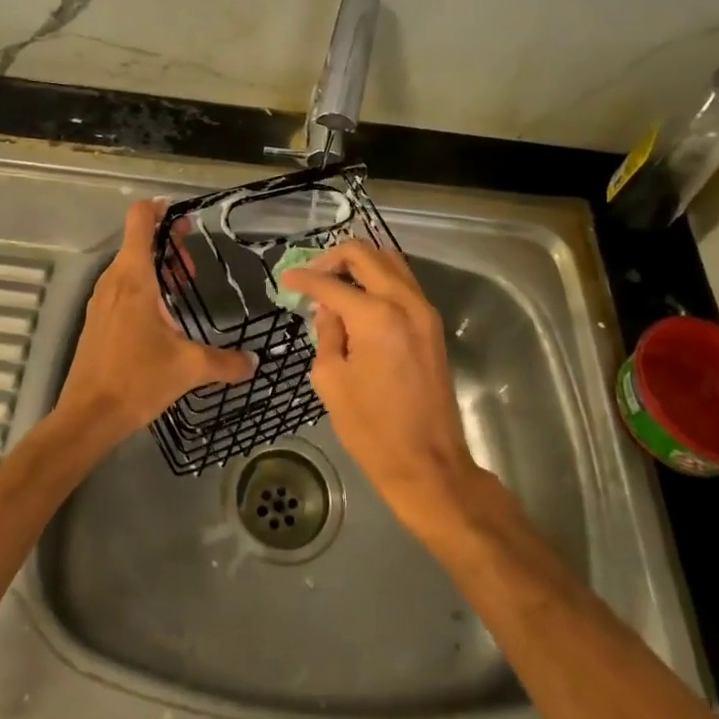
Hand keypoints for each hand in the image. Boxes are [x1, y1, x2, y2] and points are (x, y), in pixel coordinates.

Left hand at [54, 200, 253, 448]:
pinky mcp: (98, 318)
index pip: (140, 220)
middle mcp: (114, 280)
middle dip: (168, 242)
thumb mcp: (188, 368)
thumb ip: (225, 362)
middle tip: (194, 261)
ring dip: (157, 265)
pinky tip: (163, 313)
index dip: (160, 208)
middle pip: (138, 240)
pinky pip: (122, 285)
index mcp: (134, 278)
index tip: (184, 215)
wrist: (88, 416)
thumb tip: (254, 363)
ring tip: (184, 286)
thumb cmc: (137, 380)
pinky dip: (144, 284)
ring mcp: (102, 299)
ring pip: (130, 264)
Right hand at [280, 241, 481, 528]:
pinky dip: (378, 278)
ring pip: (389, 261)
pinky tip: (358, 297)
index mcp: (375, 316)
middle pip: (366, 254)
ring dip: (359, 263)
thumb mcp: (331, 380)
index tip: (286, 278)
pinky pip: (403, 282)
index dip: (304, 279)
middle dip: (332, 258)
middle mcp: (404, 302)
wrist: (429, 463)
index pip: (331, 283)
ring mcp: (424, 310)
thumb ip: (327, 334)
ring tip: (333, 281)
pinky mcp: (432, 324)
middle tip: (311, 275)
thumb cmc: (372, 428)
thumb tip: (328, 310)